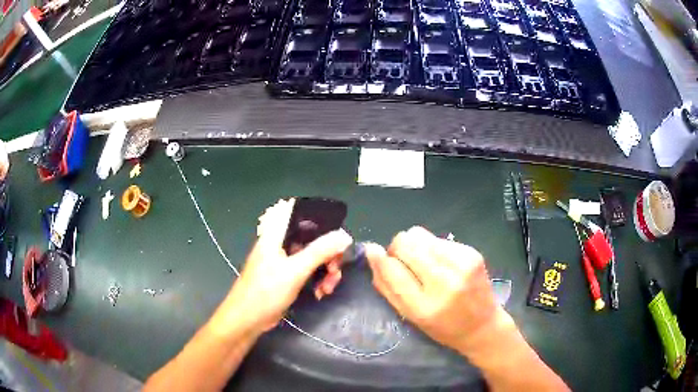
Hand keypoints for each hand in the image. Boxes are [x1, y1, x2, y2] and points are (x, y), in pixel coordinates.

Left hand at [224, 199, 352, 332]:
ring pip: (312, 255)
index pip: (300, 212)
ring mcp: (283, 260)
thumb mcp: (295, 271)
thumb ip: (320, 251)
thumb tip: (345, 236)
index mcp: (277, 234)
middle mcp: (280, 243)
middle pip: (311, 237)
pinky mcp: (286, 276)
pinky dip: (317, 278)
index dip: (320, 218)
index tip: (336, 235)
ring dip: (325, 269)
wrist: (247, 319)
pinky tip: (321, 292)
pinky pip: (308, 270)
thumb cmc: (266, 292)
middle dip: (328, 253)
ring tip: (328, 287)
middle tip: (336, 269)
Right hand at [365, 226, 500, 351]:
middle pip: (406, 242)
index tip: (377, 256)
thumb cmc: (442, 327)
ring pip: (420, 235)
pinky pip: (438, 238)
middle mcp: (444, 282)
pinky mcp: (472, 253)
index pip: (392, 268)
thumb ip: (387, 286)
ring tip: (422, 263)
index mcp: (424, 306)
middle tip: (403, 263)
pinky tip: (440, 263)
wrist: (482, 326)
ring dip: (415, 246)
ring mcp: (461, 265)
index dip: (380, 258)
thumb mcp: (410, 316)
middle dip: (397, 249)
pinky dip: (432, 248)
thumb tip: (372, 253)